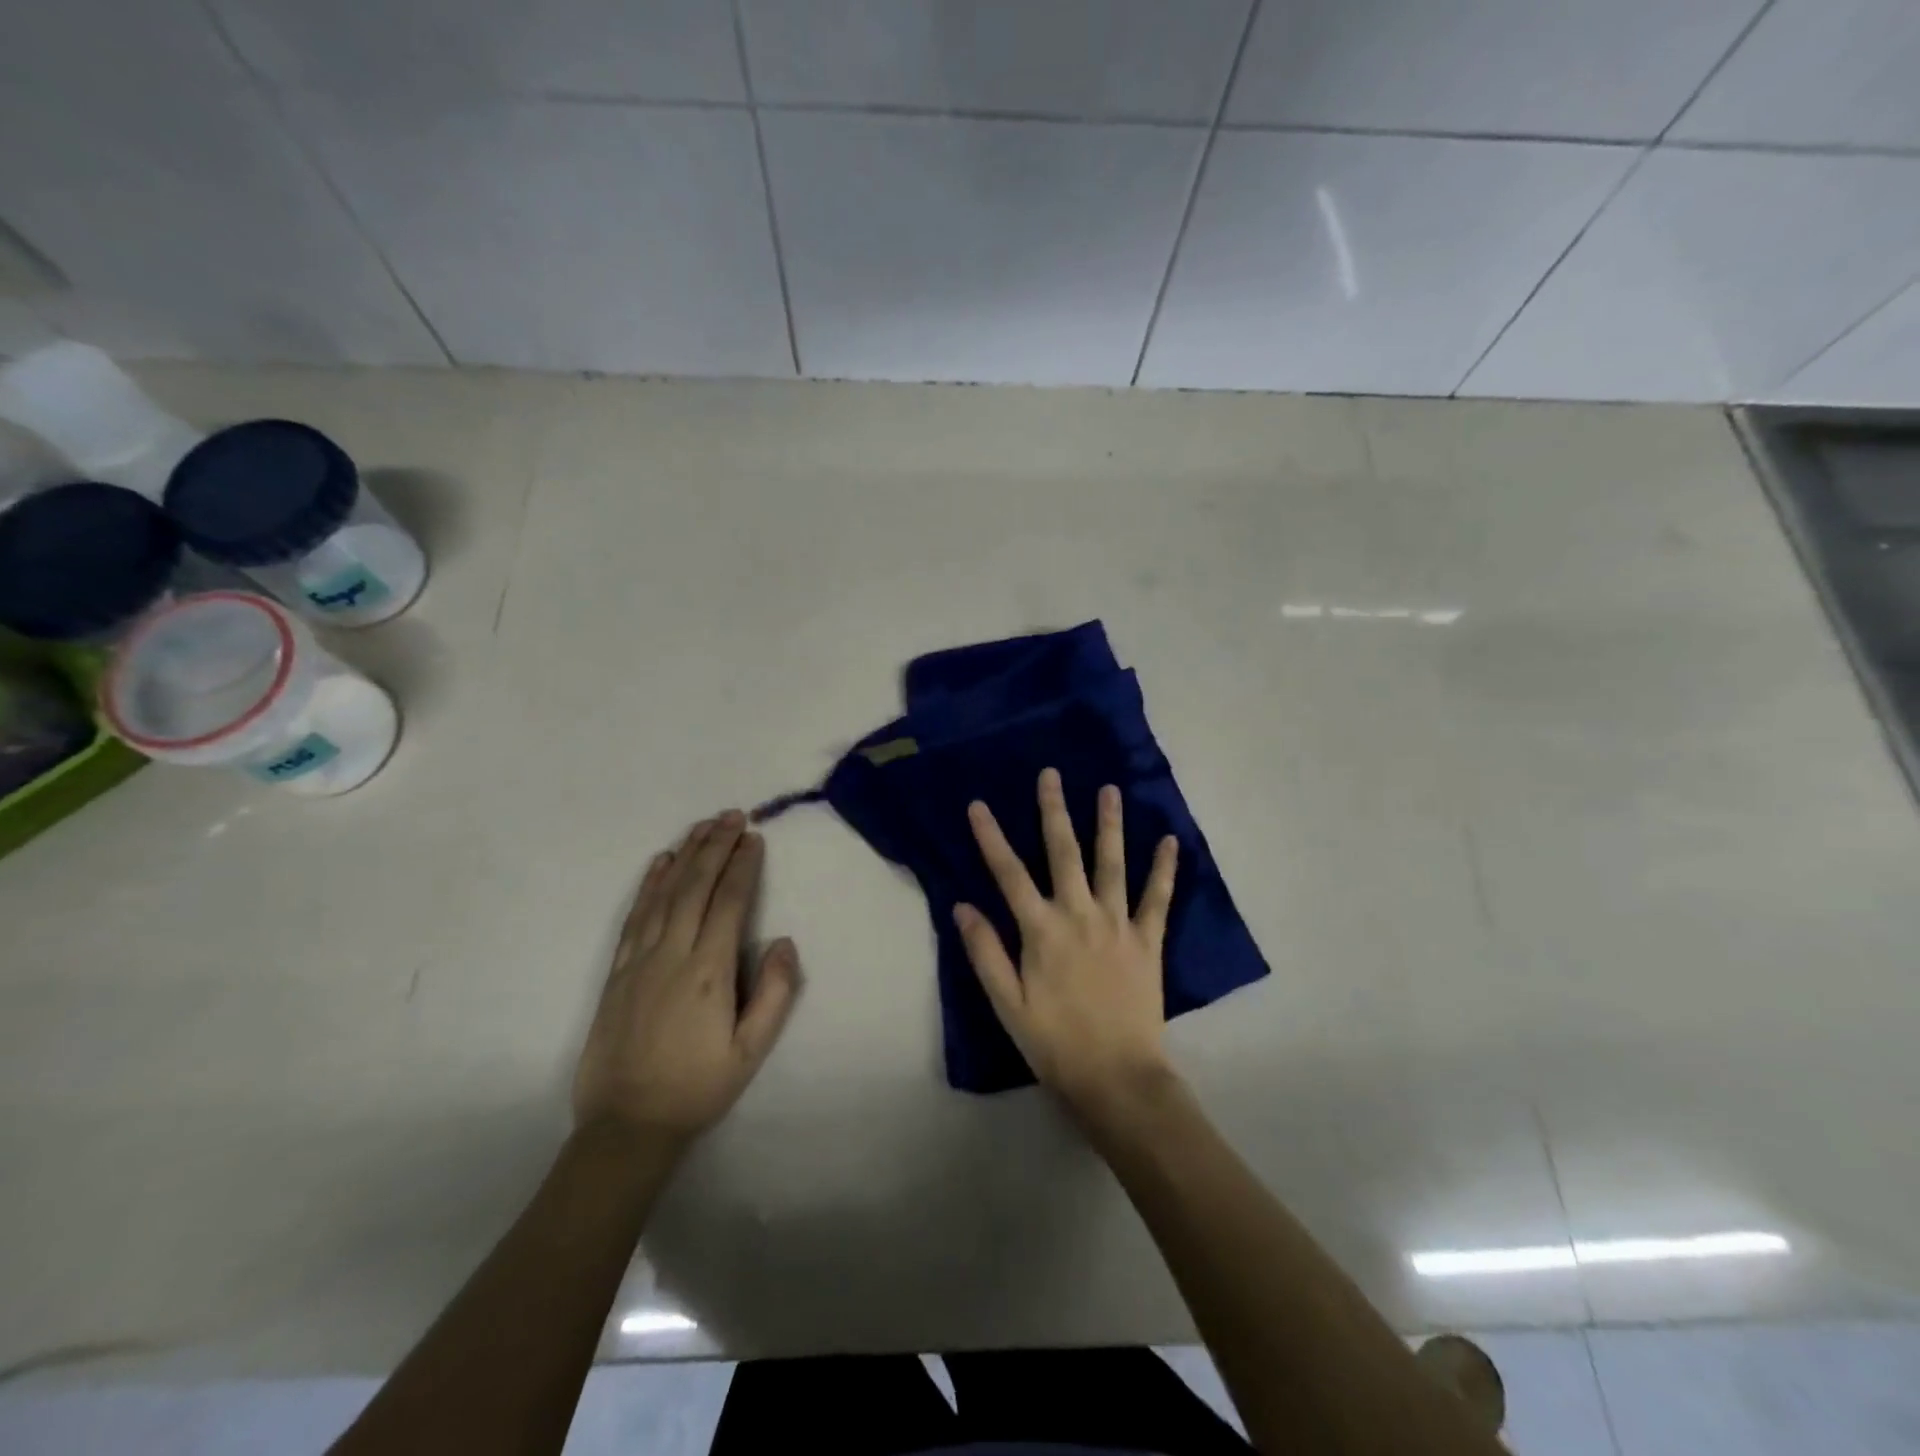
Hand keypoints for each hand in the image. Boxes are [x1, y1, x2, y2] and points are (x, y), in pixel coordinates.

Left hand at [573, 811, 800, 1145]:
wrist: (626, 1126)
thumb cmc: (697, 1088)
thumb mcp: (750, 1052)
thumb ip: (773, 994)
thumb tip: (783, 941)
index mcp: (708, 972)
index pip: (728, 903)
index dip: (743, 866)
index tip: (755, 837)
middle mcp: (672, 955)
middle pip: (695, 887)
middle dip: (716, 846)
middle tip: (733, 815)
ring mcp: (639, 960)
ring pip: (664, 894)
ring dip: (685, 855)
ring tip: (703, 826)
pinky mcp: (617, 972)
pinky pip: (635, 916)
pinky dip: (649, 884)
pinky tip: (660, 863)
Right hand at [954, 768, 1179, 1117]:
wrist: (1117, 1078)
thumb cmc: (1054, 1043)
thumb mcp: (1007, 1004)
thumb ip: (985, 952)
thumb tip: (962, 905)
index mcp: (1041, 930)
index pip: (1009, 874)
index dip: (991, 837)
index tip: (978, 804)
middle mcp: (1079, 915)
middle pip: (1063, 852)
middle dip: (1054, 810)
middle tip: (1050, 775)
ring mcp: (1117, 924)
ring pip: (1112, 863)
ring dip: (1110, 824)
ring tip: (1109, 789)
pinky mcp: (1148, 941)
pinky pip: (1158, 899)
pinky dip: (1165, 869)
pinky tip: (1171, 841)